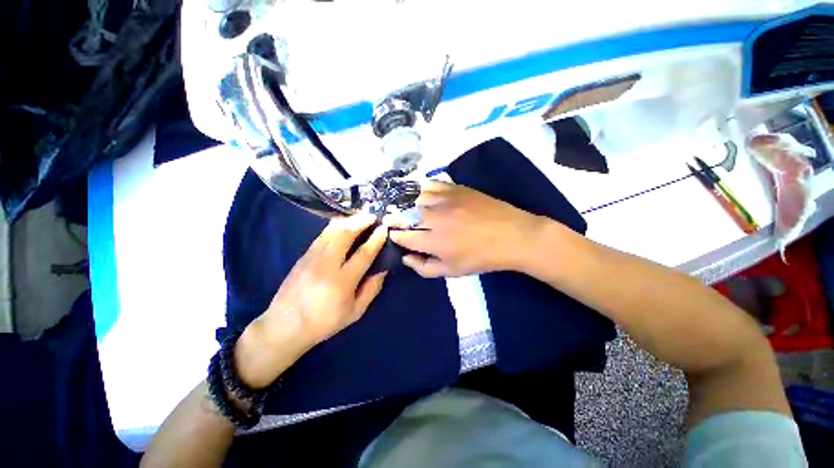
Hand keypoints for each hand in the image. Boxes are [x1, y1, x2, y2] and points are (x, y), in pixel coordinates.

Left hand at [235, 214, 388, 387]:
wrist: (285, 326)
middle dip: (361, 221)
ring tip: (360, 217)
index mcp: (342, 281)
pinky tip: (343, 224)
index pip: (364, 253)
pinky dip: (335, 226)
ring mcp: (312, 257)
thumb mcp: (355, 312)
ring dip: (348, 221)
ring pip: (331, 231)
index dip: (376, 239)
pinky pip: (322, 235)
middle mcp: (327, 264)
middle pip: (345, 234)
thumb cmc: (324, 322)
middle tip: (372, 216)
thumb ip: (372, 289)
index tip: (384, 229)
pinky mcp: (303, 255)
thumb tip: (383, 269)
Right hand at [389, 181, 545, 277]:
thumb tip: (406, 257)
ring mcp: (445, 200)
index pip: (403, 236)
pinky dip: (422, 190)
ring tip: (406, 209)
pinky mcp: (455, 188)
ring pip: (414, 198)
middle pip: (404, 216)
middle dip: (395, 220)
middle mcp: (434, 218)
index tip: (394, 236)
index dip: (395, 237)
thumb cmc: (481, 257)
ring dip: (407, 204)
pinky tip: (422, 195)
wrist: (512, 235)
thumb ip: (424, 267)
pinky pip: (431, 185)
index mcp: (434, 242)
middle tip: (395, 222)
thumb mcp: (452, 271)